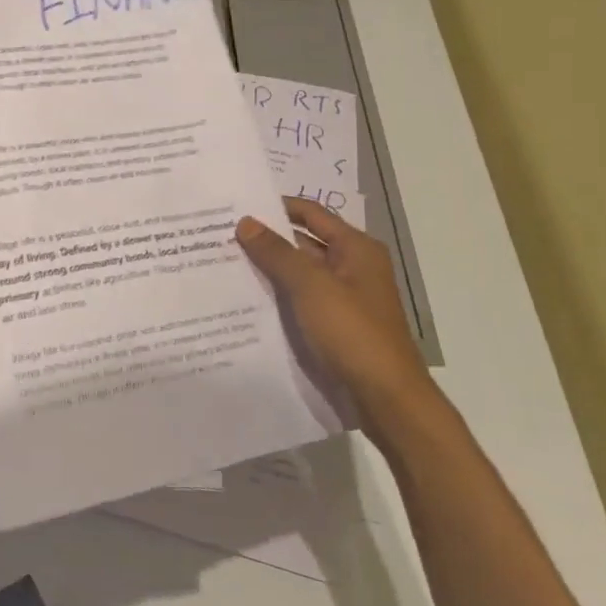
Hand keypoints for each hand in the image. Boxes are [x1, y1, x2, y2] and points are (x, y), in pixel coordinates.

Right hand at [236, 197, 438, 436]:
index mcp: (356, 249)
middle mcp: (351, 267)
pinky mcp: (333, 325)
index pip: (310, 214)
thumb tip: (246, 222)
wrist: (385, 398)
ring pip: (297, 274)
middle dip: (265, 239)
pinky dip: (275, 296)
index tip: (237, 206)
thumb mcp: (311, 286)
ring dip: (267, 269)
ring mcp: (342, 298)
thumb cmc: (352, 332)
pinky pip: (298, 300)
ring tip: (222, 264)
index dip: (277, 206)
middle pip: (303, 243)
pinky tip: (242, 299)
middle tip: (219, 235)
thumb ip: (277, 252)